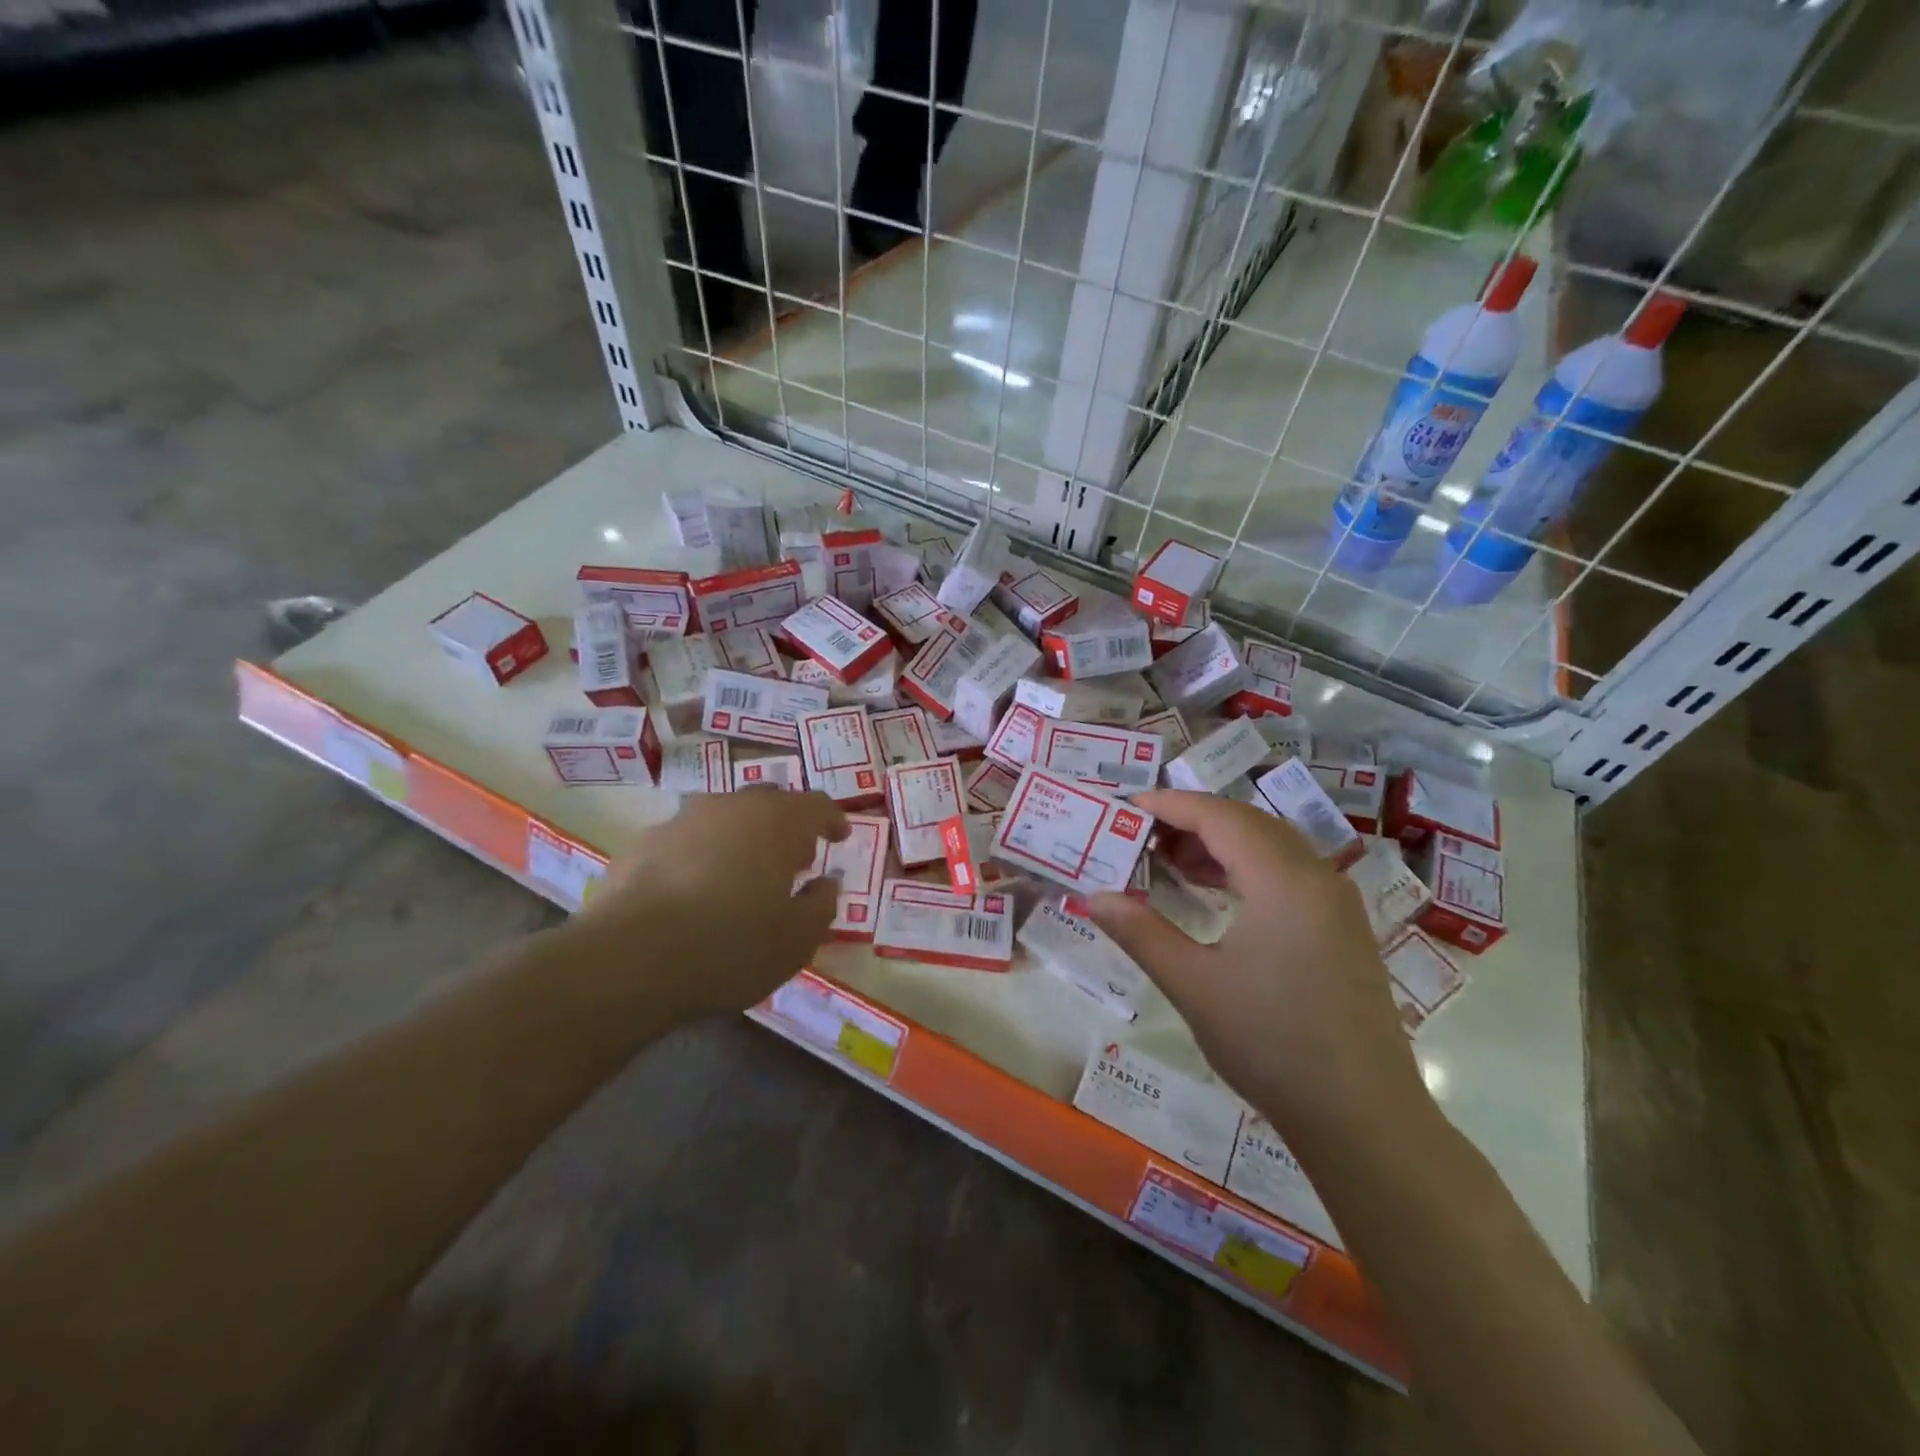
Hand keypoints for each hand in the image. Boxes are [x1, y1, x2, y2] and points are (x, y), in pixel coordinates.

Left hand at [569, 788, 848, 1023]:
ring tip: (743, 874)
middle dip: (786, 826)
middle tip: (794, 858)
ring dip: (741, 837)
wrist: (629, 959)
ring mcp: (682, 820)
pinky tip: (694, 890)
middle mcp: (731, 807)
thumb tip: (825, 882)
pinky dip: (701, 855)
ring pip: (724, 817)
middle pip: (769, 802)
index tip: (839, 836)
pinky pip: (686, 840)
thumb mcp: (797, 940)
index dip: (832, 819)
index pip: (816, 805)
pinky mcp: (643, 843)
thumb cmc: (731, 947)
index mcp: (777, 822)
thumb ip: (821, 904)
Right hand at [1086, 790, 1427, 1146]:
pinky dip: (1245, 869)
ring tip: (1169, 863)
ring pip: (1270, 847)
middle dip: (1191, 821)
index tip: (1126, 807)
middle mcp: (1316, 877)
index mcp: (1283, 880)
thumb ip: (1141, 933)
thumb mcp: (1194, 985)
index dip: (1170, 805)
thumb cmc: (1271, 1044)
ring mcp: (1335, 902)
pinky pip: (1287, 873)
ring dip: (1219, 845)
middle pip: (1247, 823)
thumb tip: (1093, 897)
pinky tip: (1215, 894)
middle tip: (1141, 836)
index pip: (1219, 817)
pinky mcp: (1341, 928)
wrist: (1363, 1118)